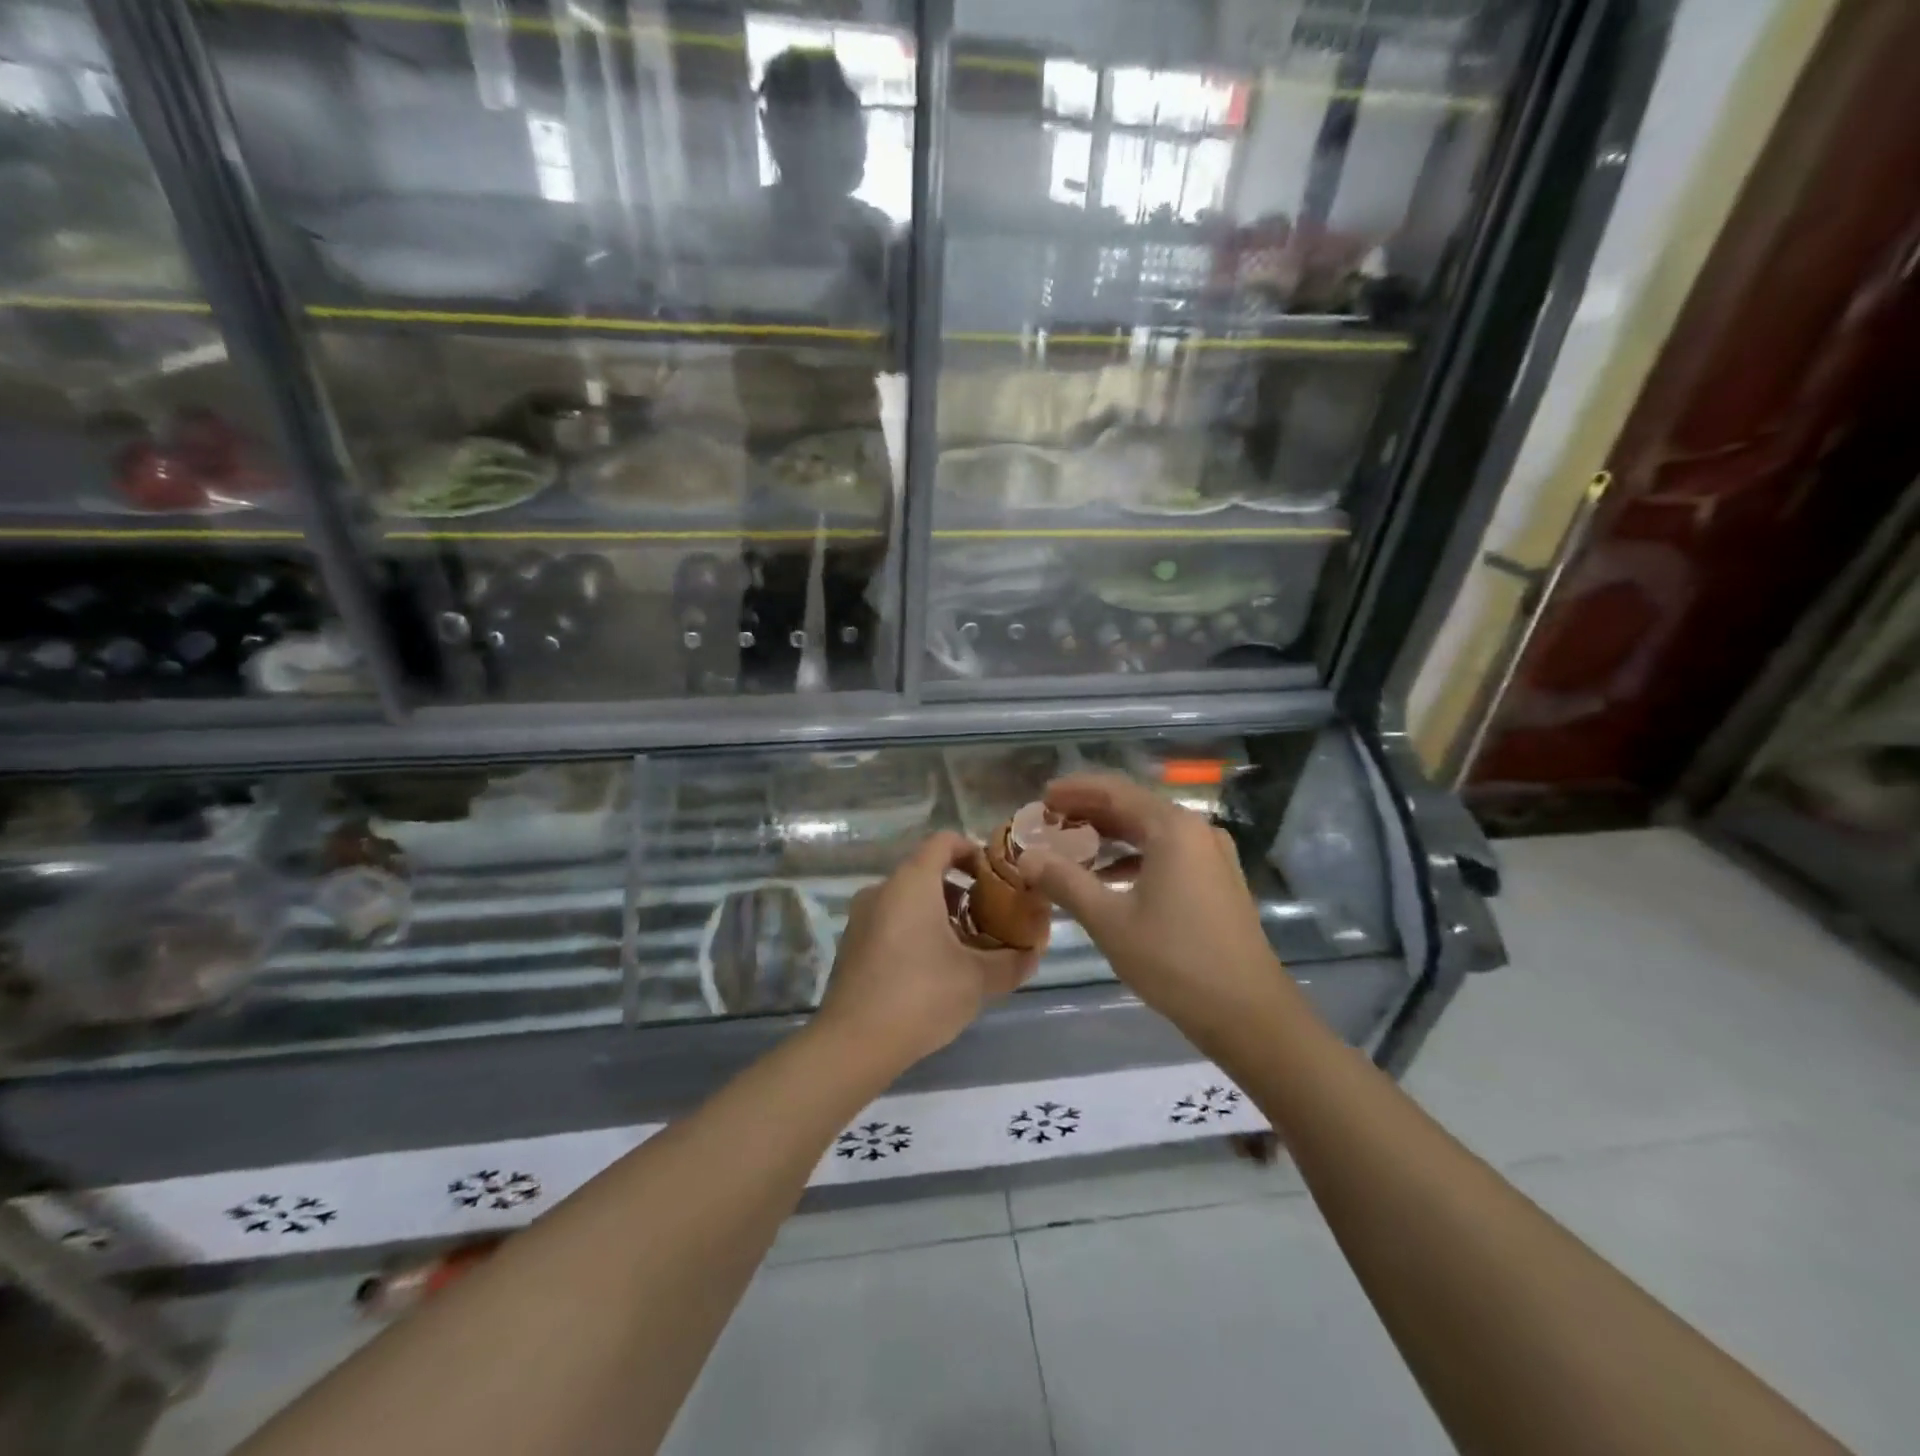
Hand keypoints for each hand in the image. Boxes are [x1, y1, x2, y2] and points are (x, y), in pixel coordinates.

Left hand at [817, 832, 1040, 1072]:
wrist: (853, 1043)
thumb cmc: (921, 996)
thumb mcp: (977, 980)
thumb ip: (1012, 961)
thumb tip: (1033, 953)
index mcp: (911, 882)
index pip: (945, 842)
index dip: (974, 852)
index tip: (997, 879)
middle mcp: (882, 889)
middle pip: (928, 873)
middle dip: (963, 893)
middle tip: (990, 921)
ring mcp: (862, 917)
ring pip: (909, 900)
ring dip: (941, 915)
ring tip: (967, 950)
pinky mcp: (852, 944)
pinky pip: (892, 921)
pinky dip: (917, 931)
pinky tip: (934, 970)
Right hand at [1013, 774, 1302, 1043]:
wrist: (1248, 1013)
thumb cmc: (1174, 960)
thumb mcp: (1109, 920)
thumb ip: (1065, 881)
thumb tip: (1026, 857)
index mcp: (1173, 828)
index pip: (1115, 791)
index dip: (1075, 790)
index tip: (1042, 796)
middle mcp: (1196, 831)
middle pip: (1134, 807)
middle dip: (1090, 812)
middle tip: (1050, 820)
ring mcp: (1212, 856)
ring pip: (1151, 832)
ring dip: (1111, 836)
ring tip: (1071, 846)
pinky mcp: (1217, 881)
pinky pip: (1168, 854)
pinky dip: (1134, 858)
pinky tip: (1108, 877)